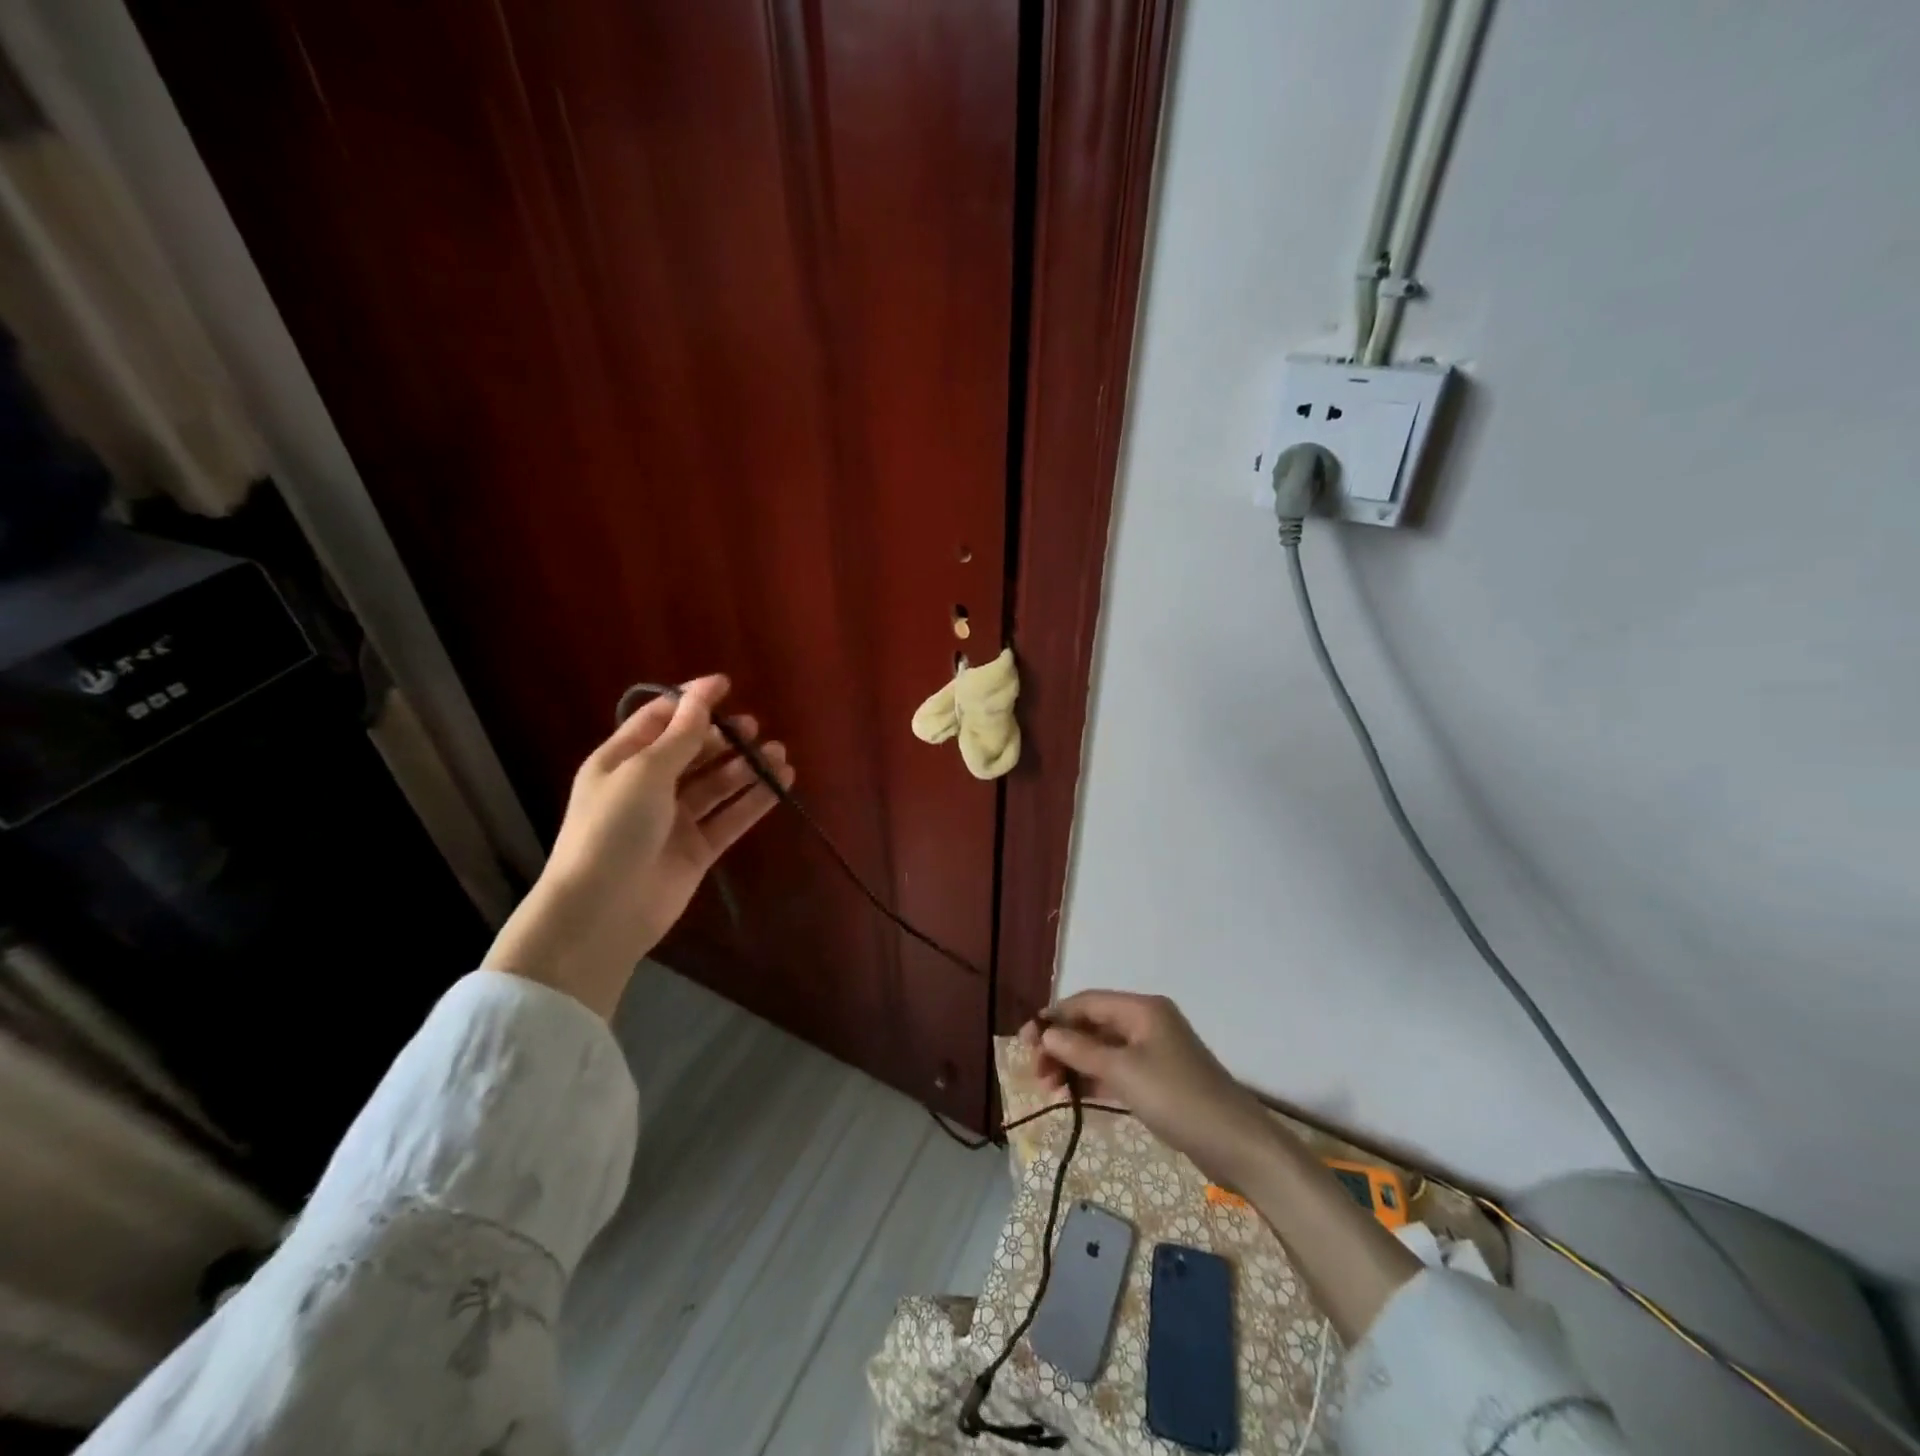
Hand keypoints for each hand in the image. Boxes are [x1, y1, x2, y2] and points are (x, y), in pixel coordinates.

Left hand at [487, 674, 794, 1018]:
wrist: (602, 912)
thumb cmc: (613, 829)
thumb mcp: (645, 772)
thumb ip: (681, 735)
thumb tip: (702, 692)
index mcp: (622, 761)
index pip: (659, 720)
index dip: (691, 701)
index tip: (726, 685)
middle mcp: (648, 787)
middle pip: (692, 751)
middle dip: (723, 737)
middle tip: (754, 728)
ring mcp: (673, 820)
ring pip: (717, 784)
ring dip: (746, 768)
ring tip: (779, 754)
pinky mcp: (696, 849)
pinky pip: (730, 817)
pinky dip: (754, 800)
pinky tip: (781, 783)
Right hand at [1021, 991, 1276, 1186]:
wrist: (1237, 1145)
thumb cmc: (1177, 1098)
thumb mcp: (1123, 1072)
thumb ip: (1081, 1051)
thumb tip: (1046, 1035)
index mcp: (1142, 1009)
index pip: (1087, 1002)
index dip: (1054, 1018)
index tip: (1024, 1042)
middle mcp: (1146, 1023)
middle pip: (1092, 1025)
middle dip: (1061, 1046)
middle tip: (1036, 1074)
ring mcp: (1153, 1052)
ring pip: (1101, 1050)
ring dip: (1074, 1066)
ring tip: (1051, 1091)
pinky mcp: (1157, 1080)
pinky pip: (1115, 1071)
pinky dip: (1093, 1081)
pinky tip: (1072, 1098)